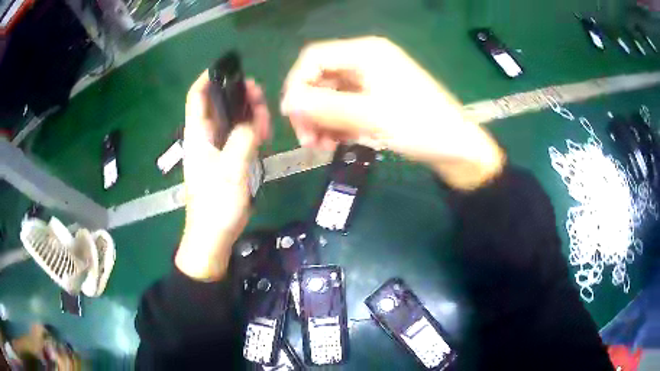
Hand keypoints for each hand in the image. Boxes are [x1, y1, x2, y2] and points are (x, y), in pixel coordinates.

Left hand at [175, 71, 269, 281]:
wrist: (213, 236)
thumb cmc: (216, 204)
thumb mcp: (231, 170)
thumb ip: (243, 140)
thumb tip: (254, 121)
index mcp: (198, 135)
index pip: (197, 97)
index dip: (207, 79)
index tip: (227, 68)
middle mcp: (204, 138)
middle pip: (218, 105)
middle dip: (238, 95)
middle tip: (259, 93)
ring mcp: (215, 150)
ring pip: (231, 120)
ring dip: (247, 113)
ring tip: (266, 116)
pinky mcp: (225, 161)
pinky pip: (238, 137)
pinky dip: (250, 130)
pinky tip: (263, 132)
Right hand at [281, 36, 504, 189]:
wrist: (457, 148)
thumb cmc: (419, 126)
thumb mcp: (370, 116)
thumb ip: (326, 107)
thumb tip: (287, 102)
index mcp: (366, 52)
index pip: (314, 58)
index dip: (297, 84)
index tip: (292, 116)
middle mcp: (365, 60)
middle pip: (321, 78)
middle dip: (310, 109)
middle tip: (307, 140)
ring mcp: (371, 80)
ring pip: (331, 96)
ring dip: (322, 121)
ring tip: (322, 148)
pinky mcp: (377, 98)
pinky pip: (346, 107)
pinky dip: (338, 125)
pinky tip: (338, 143)